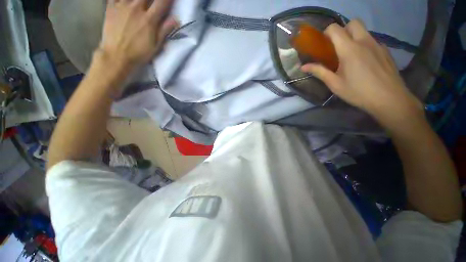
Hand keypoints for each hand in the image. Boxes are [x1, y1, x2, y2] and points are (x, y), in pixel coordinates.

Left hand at [98, 0, 178, 68]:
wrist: (117, 56)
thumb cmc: (139, 53)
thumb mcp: (156, 45)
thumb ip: (165, 30)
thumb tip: (177, 19)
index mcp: (149, 19)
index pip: (162, 2)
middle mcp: (136, 8)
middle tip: (154, 3)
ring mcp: (122, 5)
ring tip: (141, 3)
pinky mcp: (111, 7)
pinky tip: (127, 2)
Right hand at [301, 20, 423, 128]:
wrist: (389, 99)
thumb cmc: (358, 92)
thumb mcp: (334, 84)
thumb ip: (319, 71)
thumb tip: (303, 67)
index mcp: (349, 49)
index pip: (335, 28)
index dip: (326, 33)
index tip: (323, 44)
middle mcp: (364, 41)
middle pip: (353, 22)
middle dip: (343, 30)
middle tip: (337, 46)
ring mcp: (377, 44)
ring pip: (363, 31)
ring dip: (353, 37)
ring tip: (349, 56)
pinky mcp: (385, 50)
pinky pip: (372, 41)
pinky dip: (364, 45)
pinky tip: (363, 61)